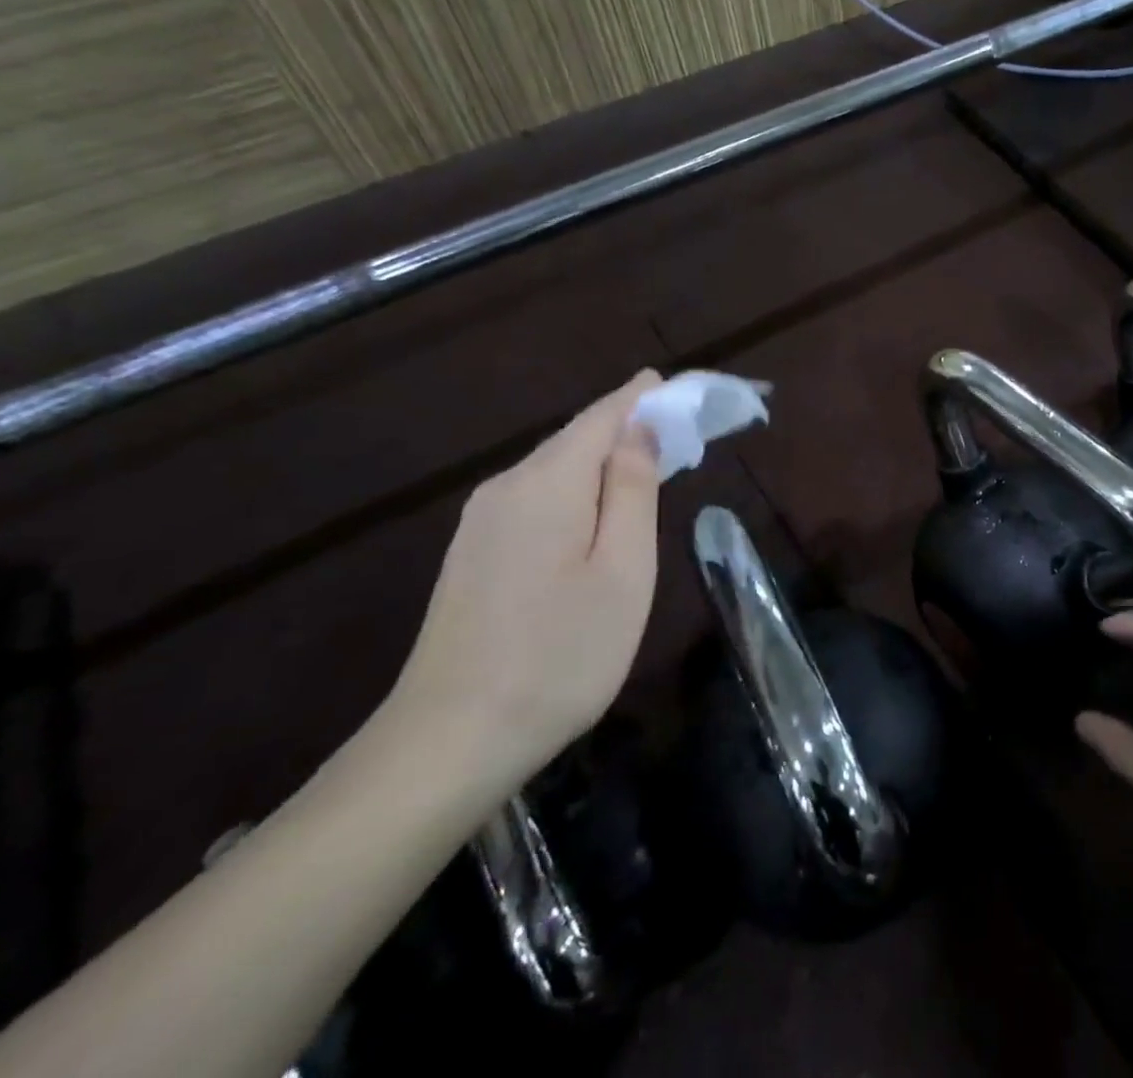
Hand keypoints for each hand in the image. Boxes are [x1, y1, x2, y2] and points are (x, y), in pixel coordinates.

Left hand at [387, 370, 664, 795]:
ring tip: (651, 470)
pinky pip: (537, 498)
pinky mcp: (473, 554)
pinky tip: (596, 515)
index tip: (683, 389)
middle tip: (682, 433)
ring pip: (556, 469)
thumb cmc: (560, 655)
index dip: (646, 397)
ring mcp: (481, 522)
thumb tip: (640, 429)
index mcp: (547, 483)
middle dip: (630, 427)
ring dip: (605, 460)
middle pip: (578, 437)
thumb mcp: (623, 569)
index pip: (605, 415)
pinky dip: (577, 490)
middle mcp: (507, 487)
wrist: (449, 743)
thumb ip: (633, 490)